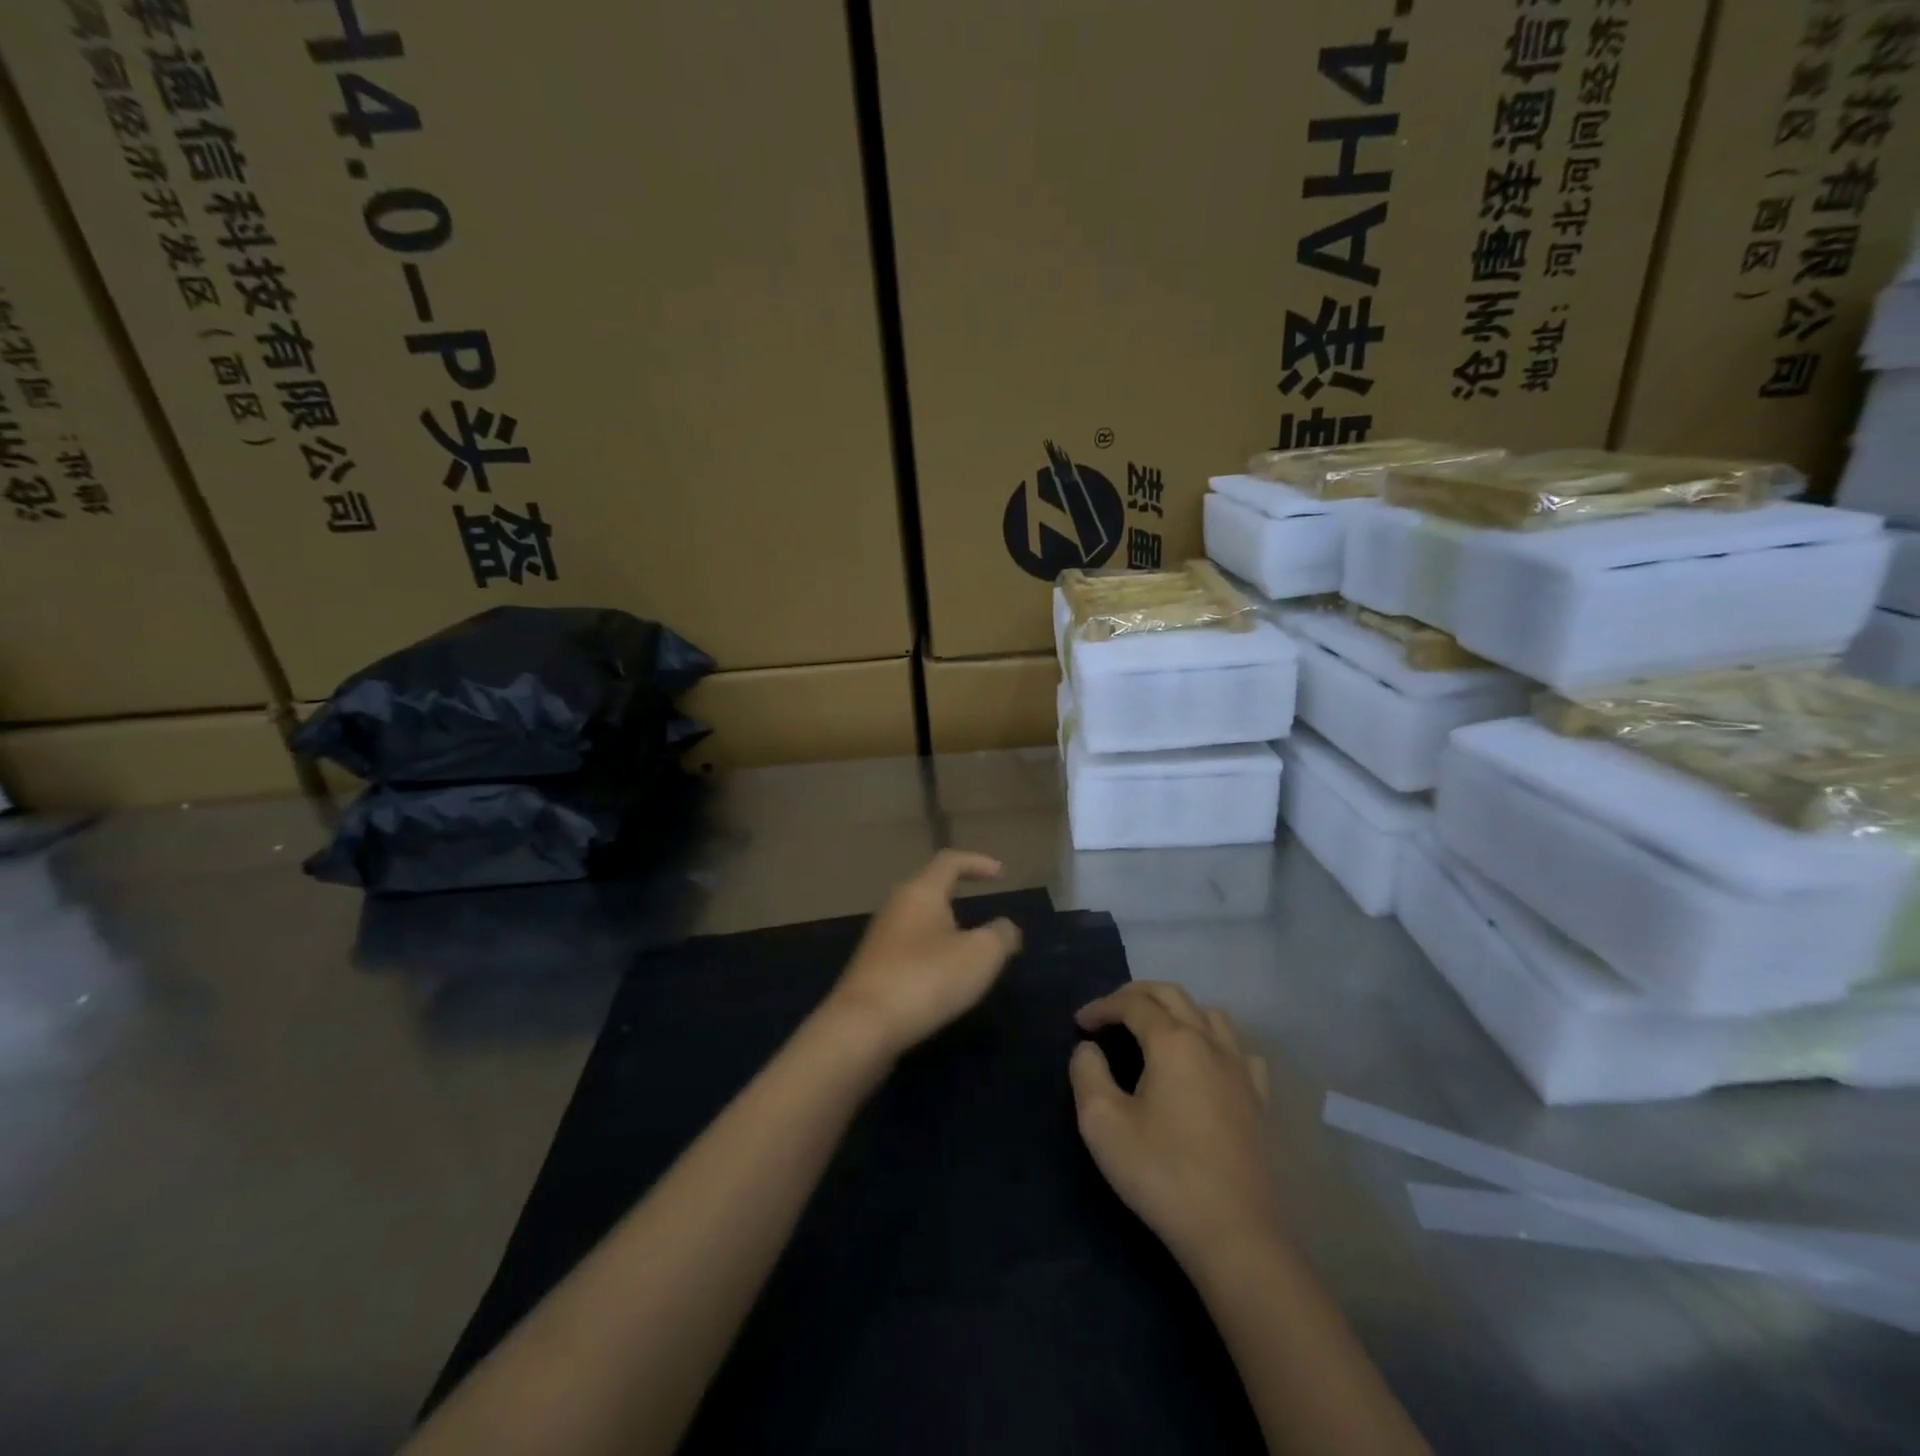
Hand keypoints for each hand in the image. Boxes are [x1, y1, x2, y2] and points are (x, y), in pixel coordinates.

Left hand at [822, 851, 1022, 1060]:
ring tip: (970, 953)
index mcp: (920, 892)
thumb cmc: (927, 978)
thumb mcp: (981, 955)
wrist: (863, 1027)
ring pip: (919, 922)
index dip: (977, 862)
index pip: (949, 861)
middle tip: (985, 918)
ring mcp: (880, 938)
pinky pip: (910, 949)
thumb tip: (1005, 928)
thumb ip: (1000, 935)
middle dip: (959, 898)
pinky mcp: (873, 969)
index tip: (1001, 873)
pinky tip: (943, 979)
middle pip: (930, 890)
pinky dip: (932, 955)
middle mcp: (896, 907)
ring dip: (946, 931)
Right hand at [1070, 982, 1278, 1265]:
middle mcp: (1210, 1042)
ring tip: (1153, 1029)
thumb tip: (1089, 1049)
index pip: (1132, 1004)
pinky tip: (1205, 1061)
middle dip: (1136, 994)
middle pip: (1172, 995)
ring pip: (1208, 1014)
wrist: (1234, 1233)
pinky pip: (1237, 1049)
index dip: (1102, 1006)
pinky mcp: (1258, 1100)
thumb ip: (1087, 1073)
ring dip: (1175, 1009)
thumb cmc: (1162, 1173)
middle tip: (1109, 1012)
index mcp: (1173, 1042)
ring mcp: (1240, 1070)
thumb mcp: (1102, 1122)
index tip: (1079, 1023)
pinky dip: (1213, 1040)